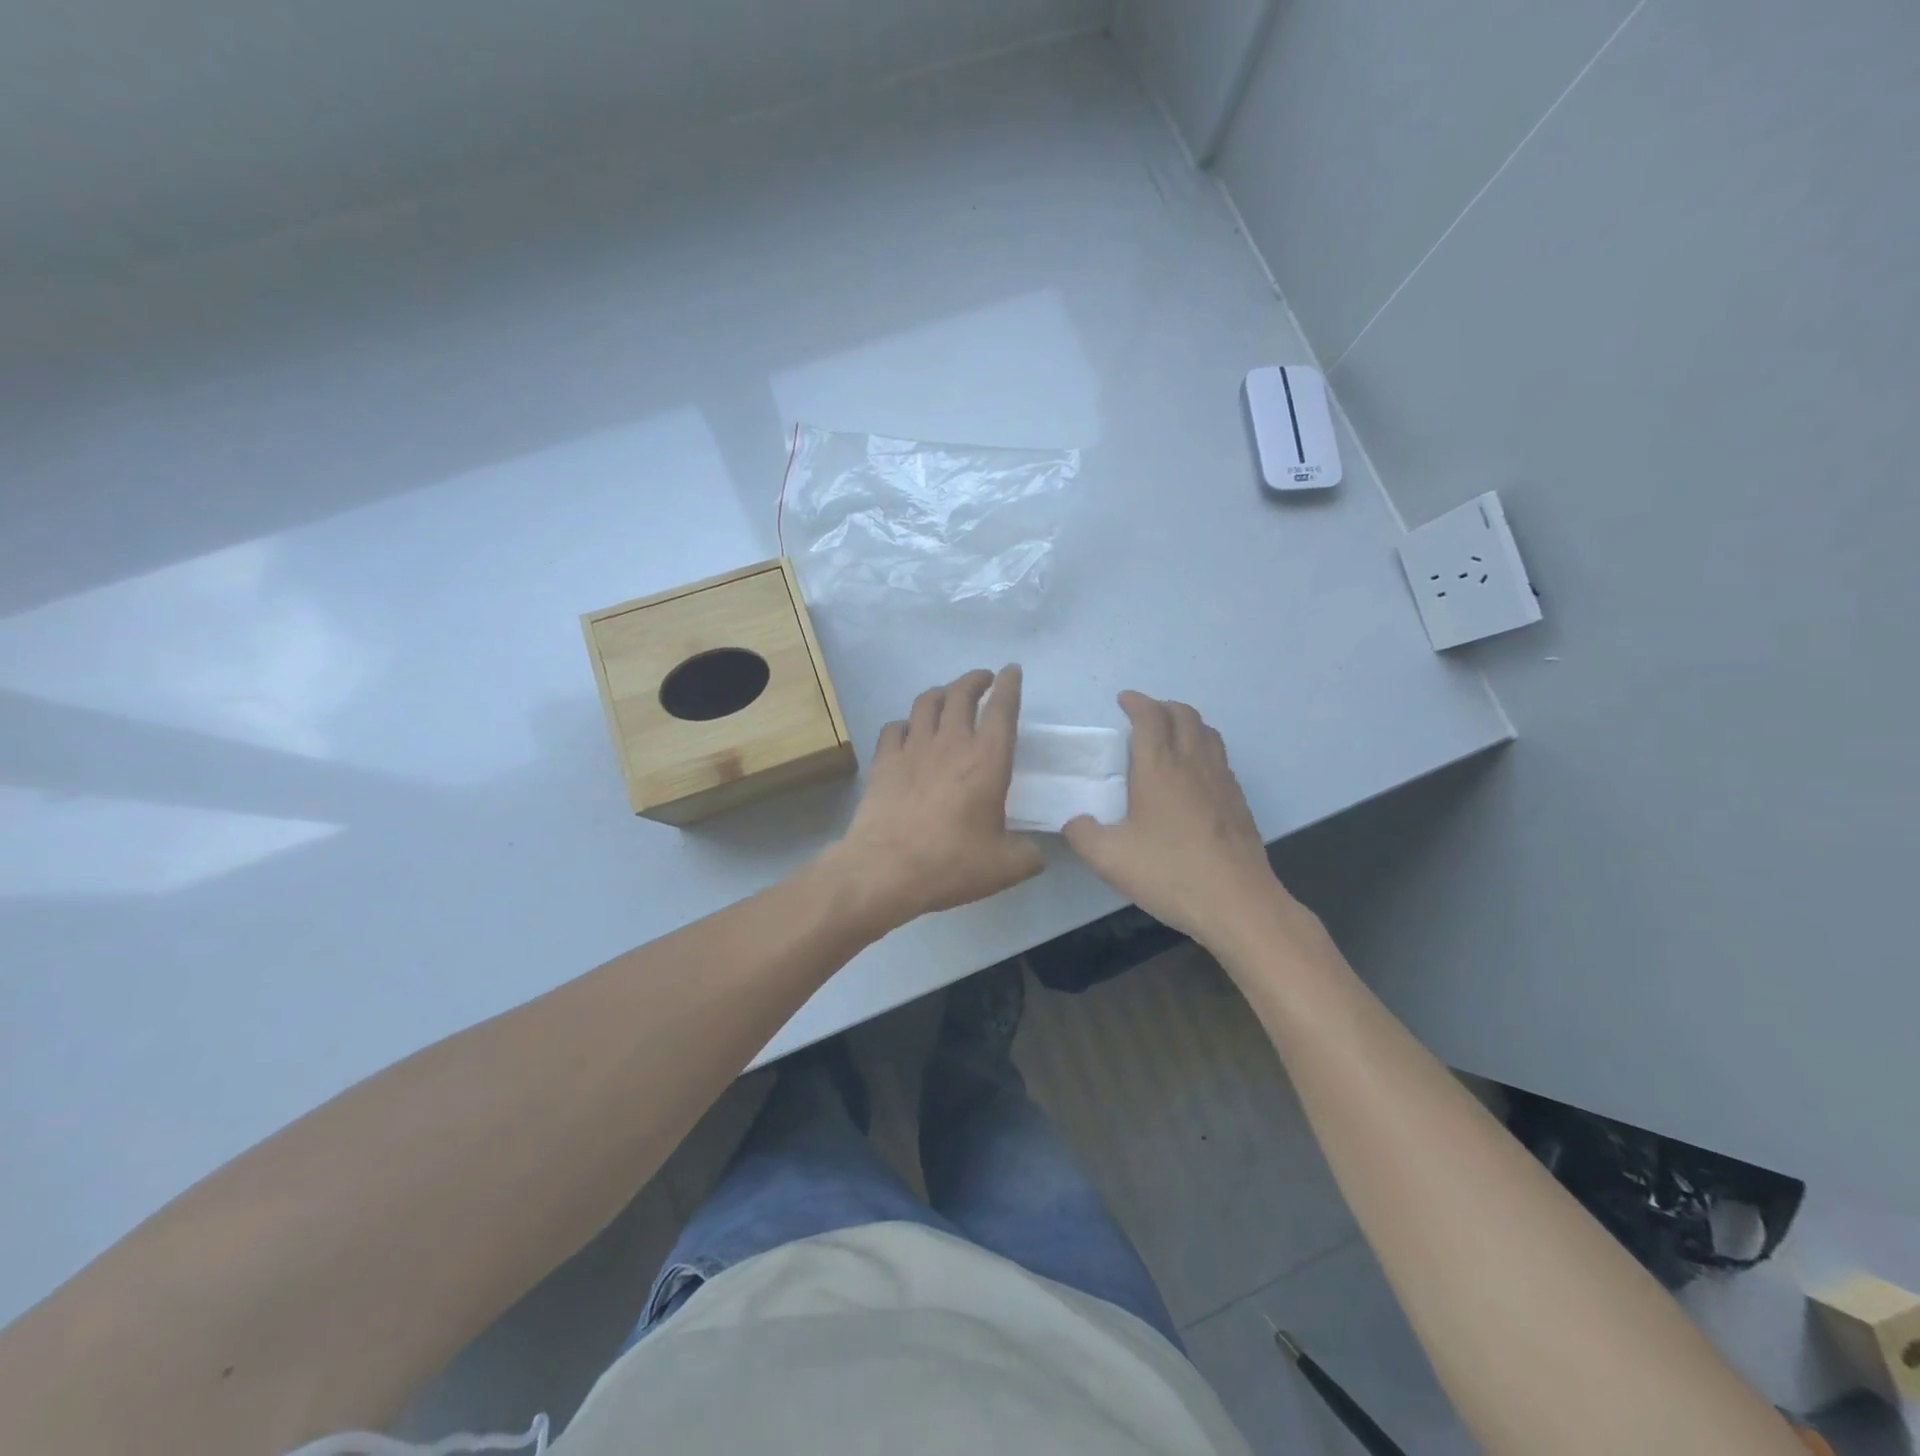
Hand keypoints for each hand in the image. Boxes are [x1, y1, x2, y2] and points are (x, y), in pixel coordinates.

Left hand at [831, 665, 1044, 930]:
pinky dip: (906, 723)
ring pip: (926, 702)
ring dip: (941, 693)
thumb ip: (1029, 855)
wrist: (886, 870)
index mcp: (987, 760)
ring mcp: (913, 749)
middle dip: (975, 679)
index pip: (1002, 709)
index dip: (1009, 685)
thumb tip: (1037, 853)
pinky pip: (895, 727)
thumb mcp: (1006, 867)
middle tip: (983, 680)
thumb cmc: (952, 863)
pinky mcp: (884, 762)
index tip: (1011, 670)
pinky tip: (908, 732)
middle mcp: (951, 743)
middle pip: (961, 694)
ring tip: (947, 696)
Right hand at [1063, 692, 1294, 950]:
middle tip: (1144, 715)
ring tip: (1170, 736)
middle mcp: (1193, 764)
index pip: (1150, 717)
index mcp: (1159, 768)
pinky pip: (1220, 758)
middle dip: (1162, 706)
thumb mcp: (1108, 858)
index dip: (1136, 702)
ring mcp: (1222, 781)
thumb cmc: (1169, 873)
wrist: (1237, 902)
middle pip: (1184, 715)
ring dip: (1187, 723)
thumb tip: (1074, 822)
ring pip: (1208, 733)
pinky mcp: (1238, 802)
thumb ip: (1082, 834)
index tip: (1124, 700)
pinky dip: (1203, 749)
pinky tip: (1194, 775)